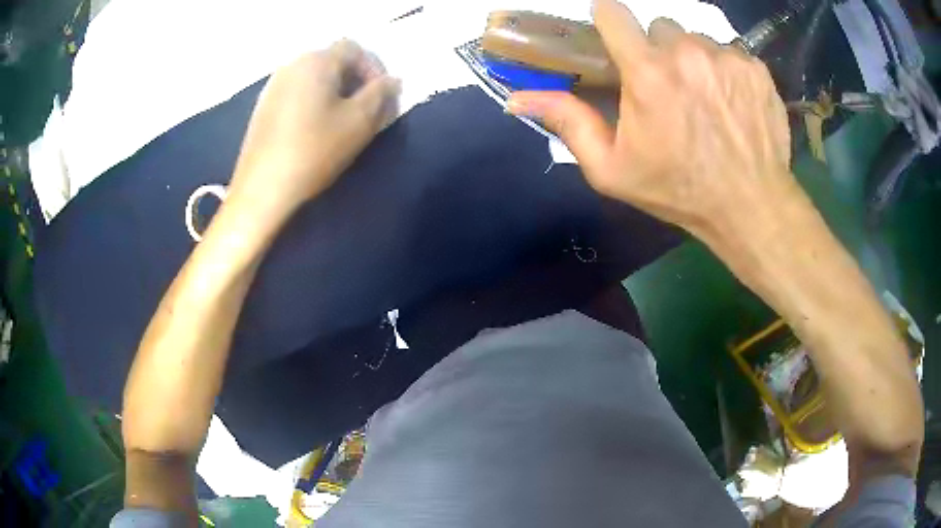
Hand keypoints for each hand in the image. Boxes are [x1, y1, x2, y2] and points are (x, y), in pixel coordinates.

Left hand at [227, 40, 400, 220]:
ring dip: (336, 93)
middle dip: (356, 81)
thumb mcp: (359, 121)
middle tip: (368, 110)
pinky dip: (315, 102)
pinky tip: (317, 129)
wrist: (262, 189)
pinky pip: (298, 93)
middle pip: (333, 61)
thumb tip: (392, 81)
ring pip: (315, 78)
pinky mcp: (264, 107)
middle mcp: (292, 65)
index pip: (354, 49)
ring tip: (344, 122)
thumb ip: (381, 94)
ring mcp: (273, 86)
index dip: (375, 69)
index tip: (383, 97)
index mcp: (316, 61)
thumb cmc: (314, 151)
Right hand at [508, 0, 791, 238]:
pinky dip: (725, 69)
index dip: (610, 23)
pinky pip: (729, 52)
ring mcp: (726, 57)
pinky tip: (730, 102)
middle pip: (659, 27)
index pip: (613, 12)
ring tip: (703, 98)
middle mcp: (686, 52)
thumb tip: (517, 98)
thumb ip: (568, 123)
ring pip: (696, 38)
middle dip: (657, 50)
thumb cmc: (679, 190)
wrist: (750, 206)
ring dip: (693, 60)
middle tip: (667, 88)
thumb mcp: (612, 169)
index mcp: (647, 72)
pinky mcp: (755, 68)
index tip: (616, 42)